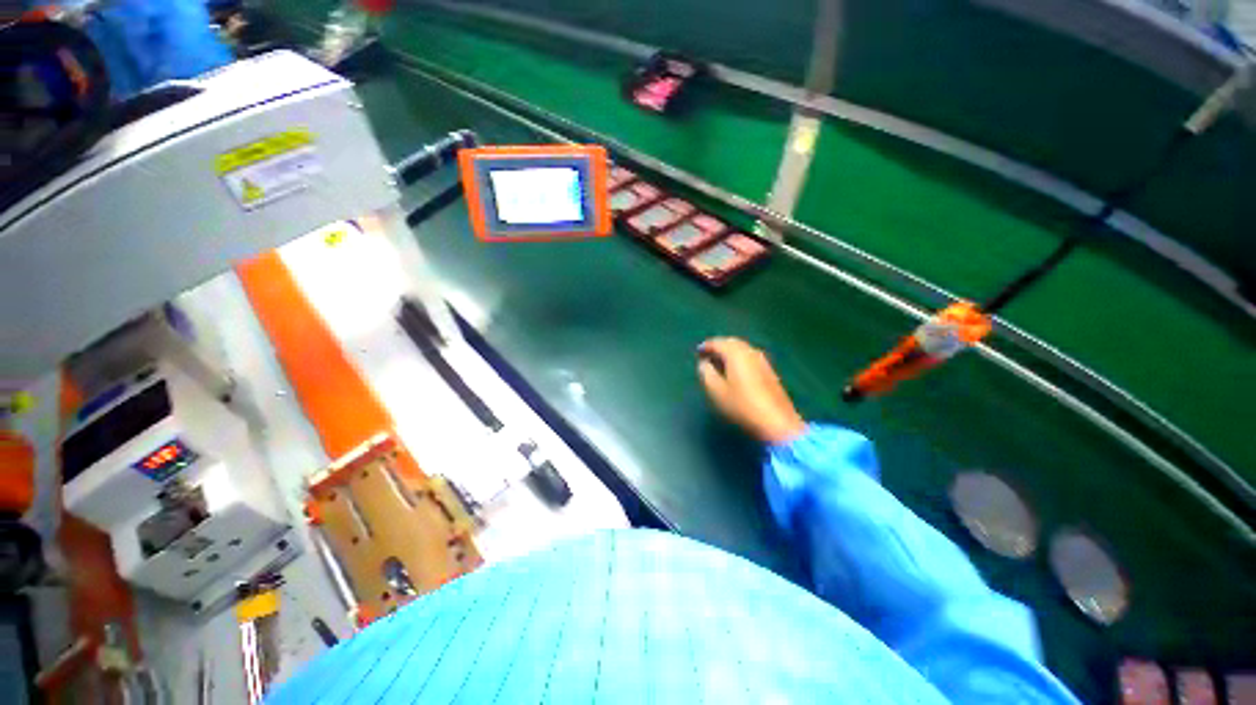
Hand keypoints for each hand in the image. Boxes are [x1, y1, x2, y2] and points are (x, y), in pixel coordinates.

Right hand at [697, 337, 805, 444]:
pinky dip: (738, 358)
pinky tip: (734, 370)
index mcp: (736, 354)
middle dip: (719, 346)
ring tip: (718, 363)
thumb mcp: (716, 391)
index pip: (718, 343)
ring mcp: (762, 360)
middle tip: (707, 355)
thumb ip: (706, 373)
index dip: (706, 346)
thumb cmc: (742, 405)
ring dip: (729, 352)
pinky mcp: (769, 370)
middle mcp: (750, 352)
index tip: (698, 352)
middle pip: (732, 342)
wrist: (776, 421)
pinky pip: (749, 356)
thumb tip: (703, 363)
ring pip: (742, 348)